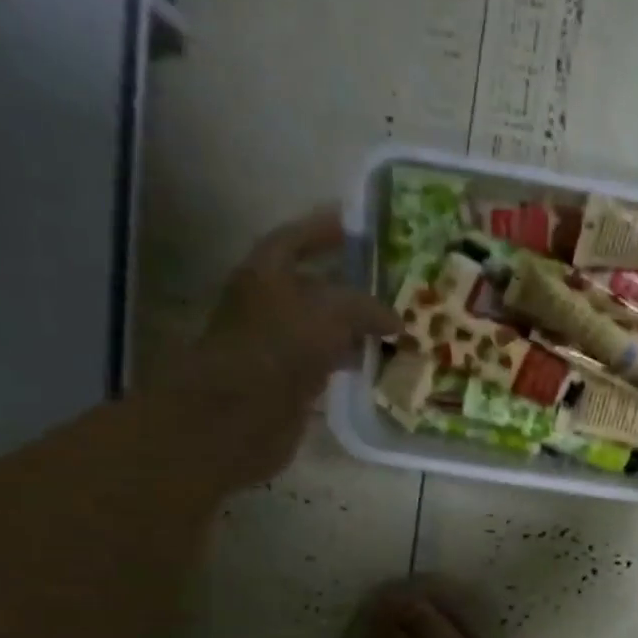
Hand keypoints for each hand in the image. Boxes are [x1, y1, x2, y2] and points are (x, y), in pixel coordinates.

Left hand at [172, 206, 400, 489]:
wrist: (240, 414)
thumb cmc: (280, 347)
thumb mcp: (332, 312)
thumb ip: (367, 308)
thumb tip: (397, 321)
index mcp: (266, 273)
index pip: (295, 238)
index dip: (323, 228)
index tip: (355, 223)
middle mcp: (268, 304)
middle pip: (312, 285)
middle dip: (349, 283)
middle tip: (389, 281)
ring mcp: (278, 345)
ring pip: (323, 326)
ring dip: (354, 326)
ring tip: (393, 325)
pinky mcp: (289, 381)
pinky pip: (326, 362)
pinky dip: (349, 359)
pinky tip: (376, 362)